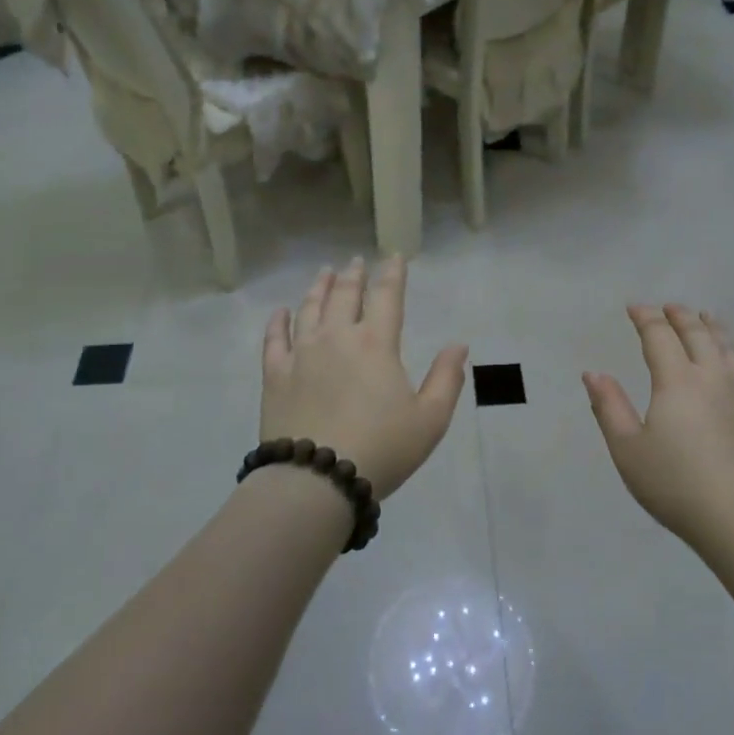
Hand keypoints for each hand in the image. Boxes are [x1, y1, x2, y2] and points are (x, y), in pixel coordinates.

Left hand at [260, 256, 469, 499]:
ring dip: (319, 287)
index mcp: (376, 343)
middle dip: (353, 275)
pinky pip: (275, 338)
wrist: (317, 478)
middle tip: (355, 261)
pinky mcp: (275, 374)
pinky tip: (281, 311)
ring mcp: (302, 353)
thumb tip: (458, 345)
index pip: (386, 296)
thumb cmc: (381, 448)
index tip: (394, 256)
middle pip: (345, 295)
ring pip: (310, 309)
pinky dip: (279, 321)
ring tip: (324, 273)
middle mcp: (337, 337)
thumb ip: (446, 379)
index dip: (392, 273)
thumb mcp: (430, 419)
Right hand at [583, 304, 733, 547]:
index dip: (645, 318)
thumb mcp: (628, 450)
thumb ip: (609, 407)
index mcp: (677, 381)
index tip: (634, 308)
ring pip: (727, 345)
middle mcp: (713, 375)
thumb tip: (593, 373)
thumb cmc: (676, 485)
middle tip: (667, 307)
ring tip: (704, 318)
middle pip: (697, 333)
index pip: (659, 336)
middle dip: (679, 316)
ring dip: (711, 326)